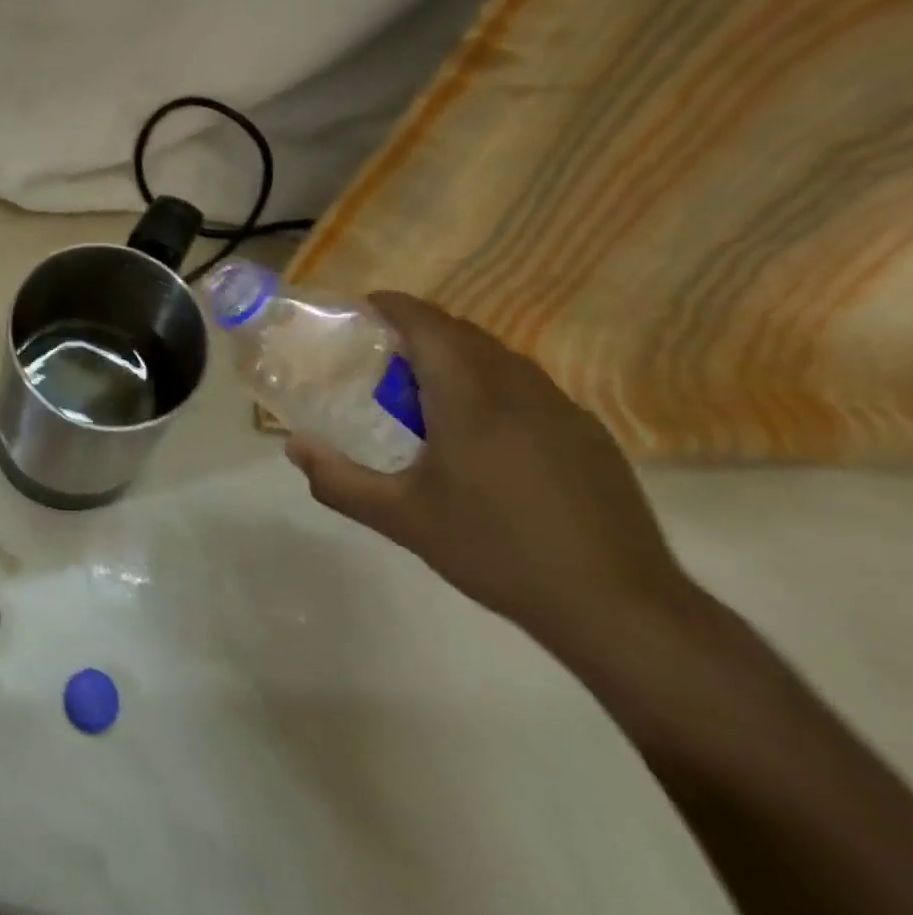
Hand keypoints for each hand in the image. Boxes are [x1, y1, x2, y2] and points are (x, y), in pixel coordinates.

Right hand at [285, 292, 691, 654]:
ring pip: (498, 358)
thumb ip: (340, 480)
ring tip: (428, 394)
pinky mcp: (589, 435)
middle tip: (383, 358)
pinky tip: (484, 435)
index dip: (392, 306)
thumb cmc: (497, 551)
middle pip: (462, 333)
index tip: (363, 308)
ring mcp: (561, 409)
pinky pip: (528, 386)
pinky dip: (492, 384)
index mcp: (470, 396)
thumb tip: (294, 446)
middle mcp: (518, 387)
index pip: (427, 323)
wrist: (620, 608)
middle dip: (420, 330)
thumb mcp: (402, 519)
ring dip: (458, 357)